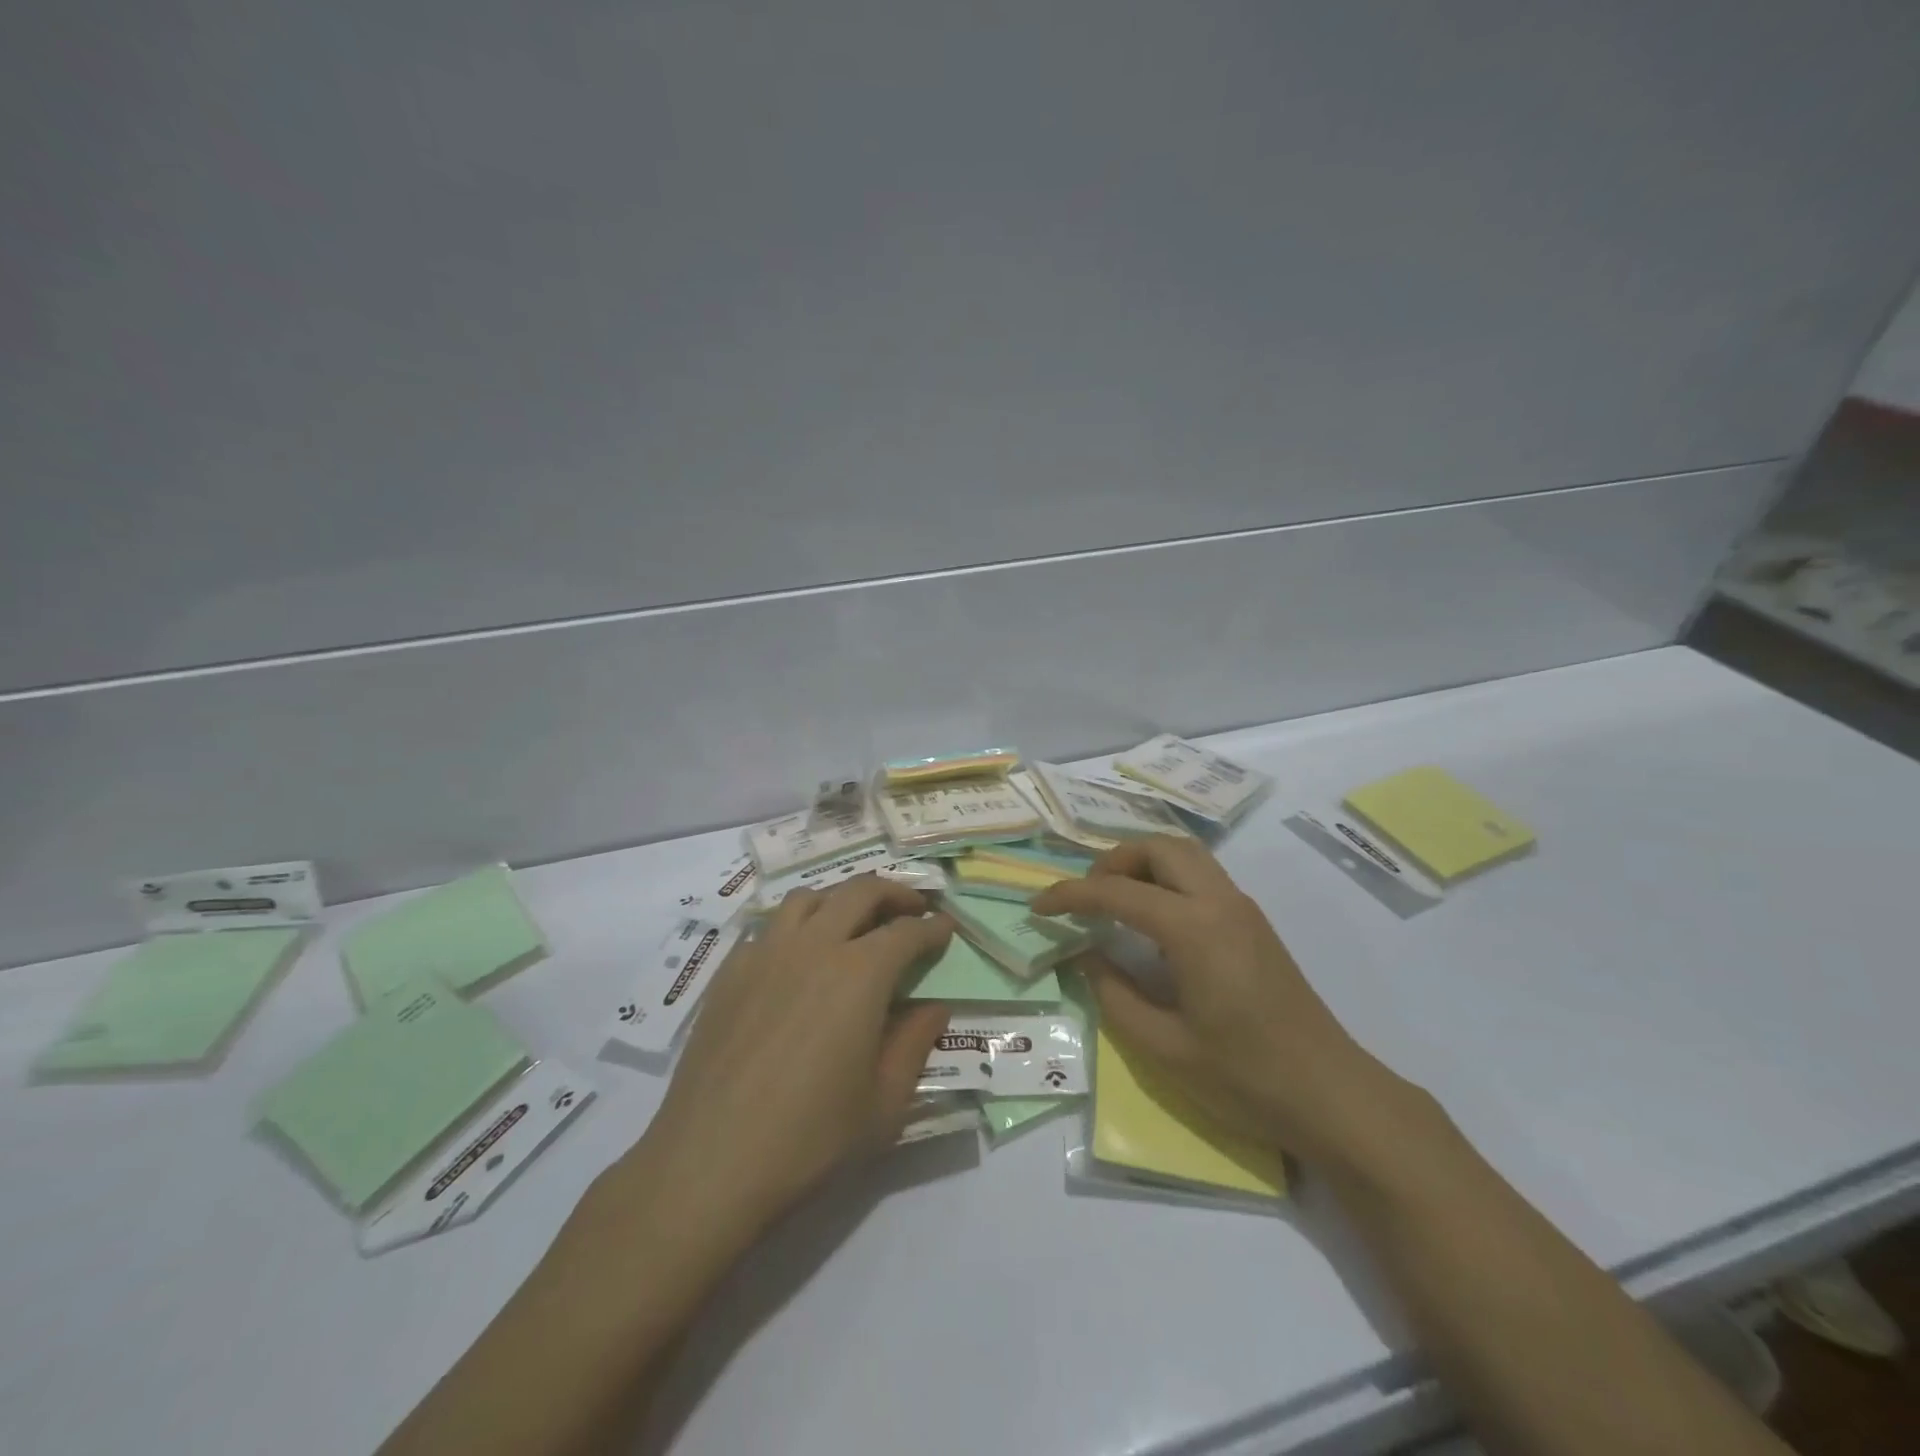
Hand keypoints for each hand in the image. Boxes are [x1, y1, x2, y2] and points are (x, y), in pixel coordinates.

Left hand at [633, 876, 953, 1241]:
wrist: (710, 1161)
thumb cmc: (810, 1137)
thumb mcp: (884, 1102)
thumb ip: (915, 1044)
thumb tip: (936, 1007)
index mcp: (860, 973)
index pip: (907, 932)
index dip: (933, 927)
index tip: (946, 928)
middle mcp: (814, 946)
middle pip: (860, 892)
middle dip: (895, 893)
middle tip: (913, 908)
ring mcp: (766, 953)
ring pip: (809, 898)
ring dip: (841, 899)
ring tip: (854, 921)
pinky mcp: (730, 971)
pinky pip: (769, 928)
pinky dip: (796, 927)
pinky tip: (798, 957)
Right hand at [1032, 839, 1392, 1162]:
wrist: (1332, 1096)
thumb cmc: (1244, 1078)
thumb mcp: (1163, 1048)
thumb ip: (1114, 995)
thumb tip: (1084, 956)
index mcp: (1193, 928)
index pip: (1118, 891)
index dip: (1071, 896)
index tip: (1039, 908)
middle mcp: (1220, 902)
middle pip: (1159, 848)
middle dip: (1113, 861)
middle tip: (1085, 897)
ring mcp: (1243, 909)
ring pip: (1185, 854)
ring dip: (1143, 863)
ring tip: (1115, 900)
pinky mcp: (1255, 923)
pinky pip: (1203, 875)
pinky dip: (1168, 877)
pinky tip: (1154, 919)